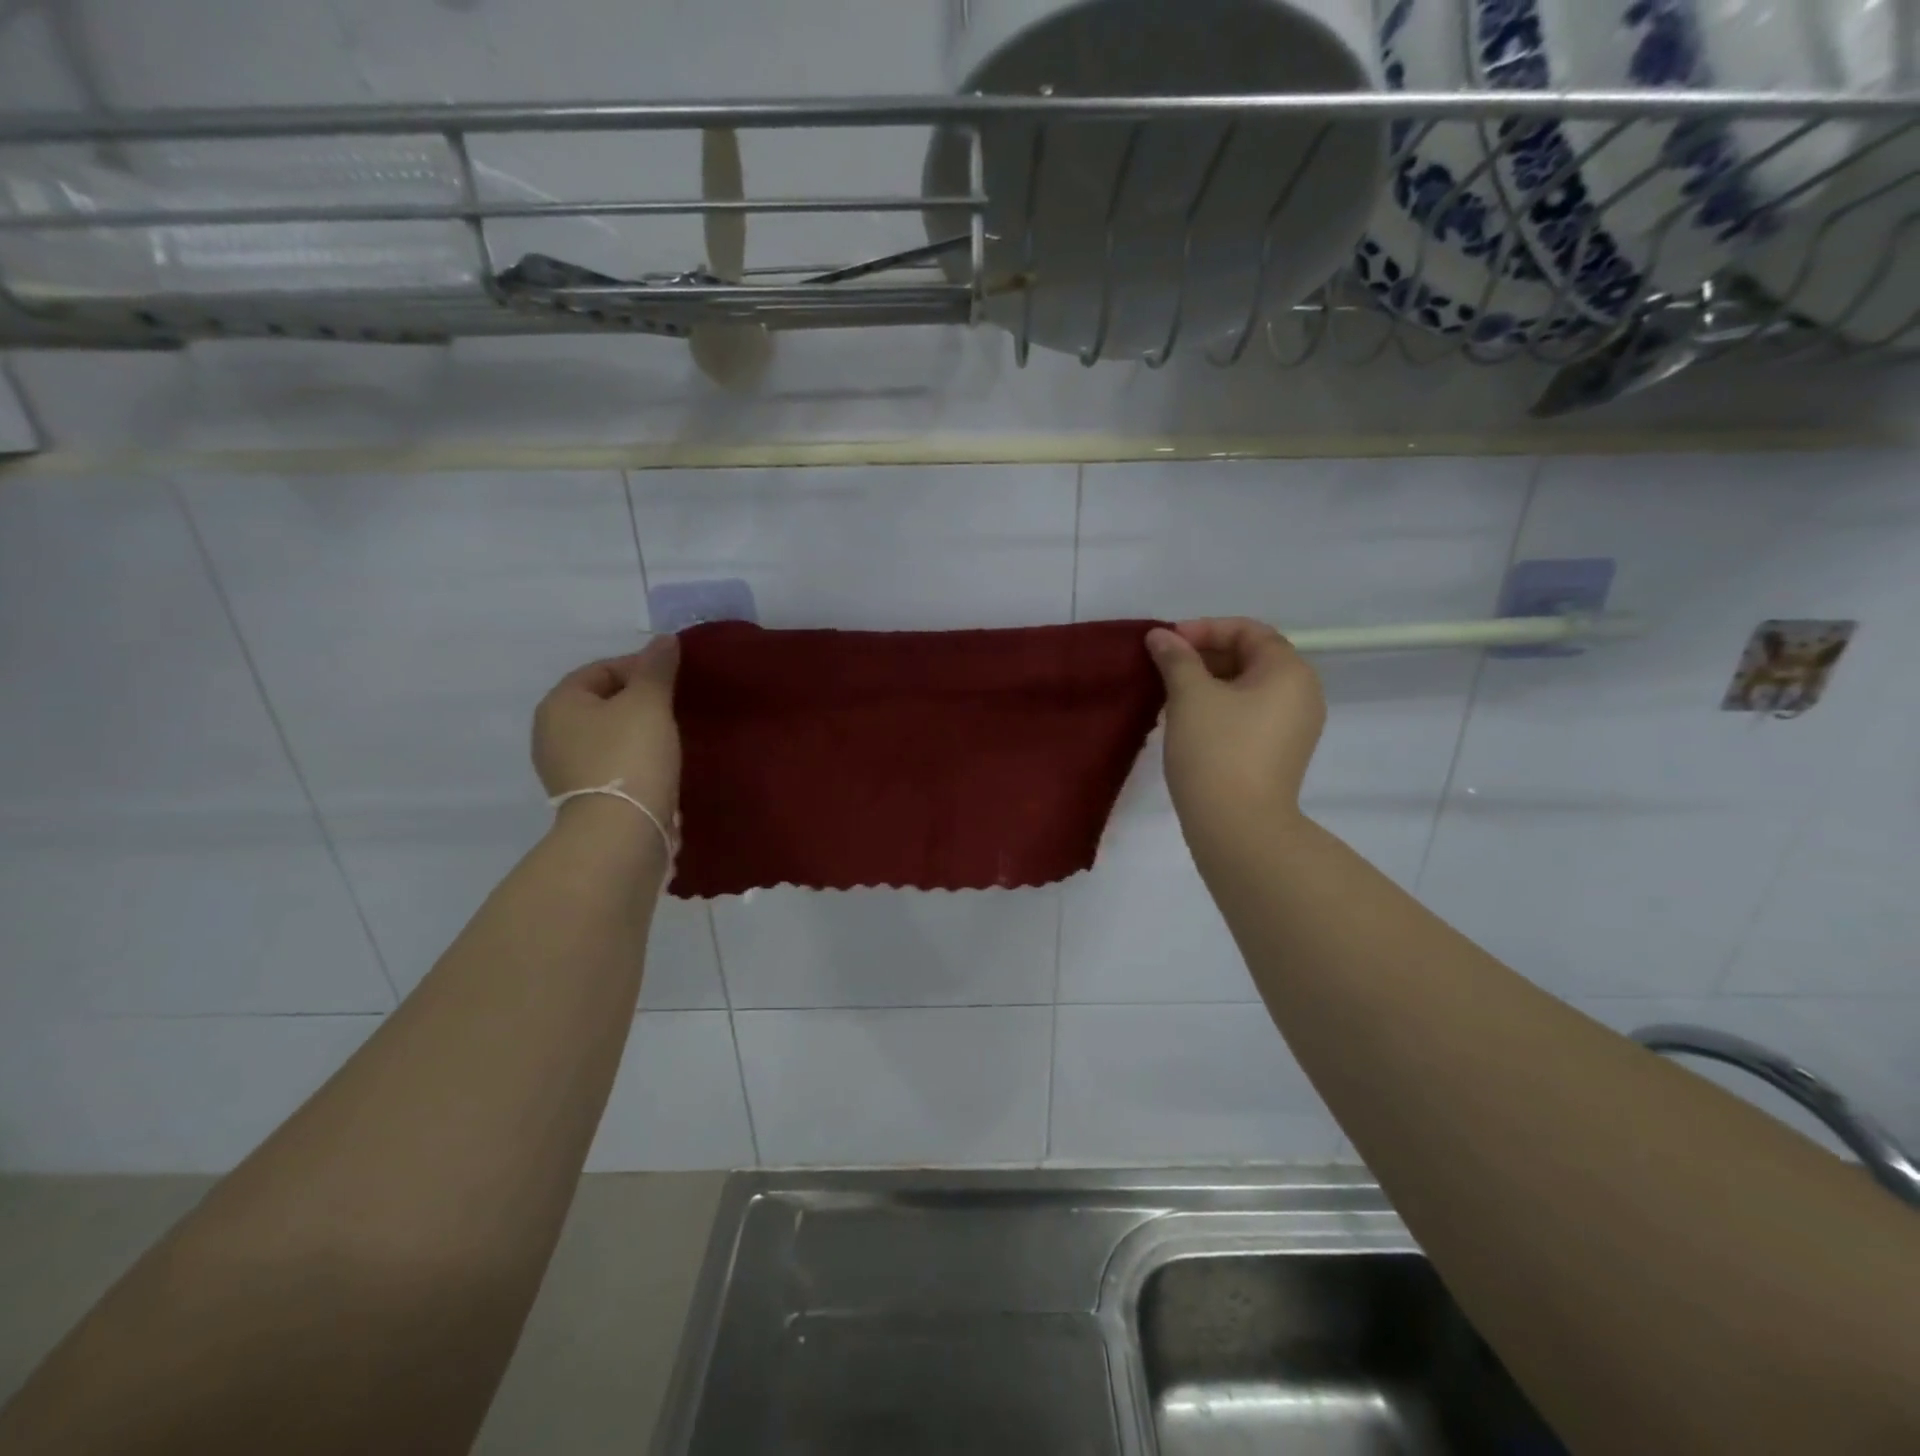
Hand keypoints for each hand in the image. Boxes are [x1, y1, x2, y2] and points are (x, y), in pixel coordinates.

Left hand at [532, 635, 681, 817]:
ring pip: (610, 736)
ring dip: (639, 732)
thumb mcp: (649, 703)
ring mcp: (566, 770)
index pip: (601, 669)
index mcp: (559, 704)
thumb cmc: (630, 757)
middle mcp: (552, 734)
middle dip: (640, 700)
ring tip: (674, 736)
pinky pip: (614, 765)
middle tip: (676, 706)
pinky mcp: (586, 798)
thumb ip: (657, 668)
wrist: (621, 832)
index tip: (674, 679)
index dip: (640, 667)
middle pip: (604, 702)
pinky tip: (662, 765)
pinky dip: (637, 759)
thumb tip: (665, 640)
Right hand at [1145, 619, 1325, 841]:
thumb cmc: (1216, 750)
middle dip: (1205, 655)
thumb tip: (1160, 635)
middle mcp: (1302, 693)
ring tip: (1170, 694)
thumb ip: (1175, 658)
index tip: (1167, 643)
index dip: (1205, 629)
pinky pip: (1250, 714)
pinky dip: (1220, 707)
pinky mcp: (1280, 753)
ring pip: (1248, 688)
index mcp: (1289, 671)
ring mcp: (1295, 727)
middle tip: (1164, 667)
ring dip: (1209, 682)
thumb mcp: (1190, 696)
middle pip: (1251, 657)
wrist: (1238, 827)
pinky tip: (1188, 721)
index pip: (1248, 631)